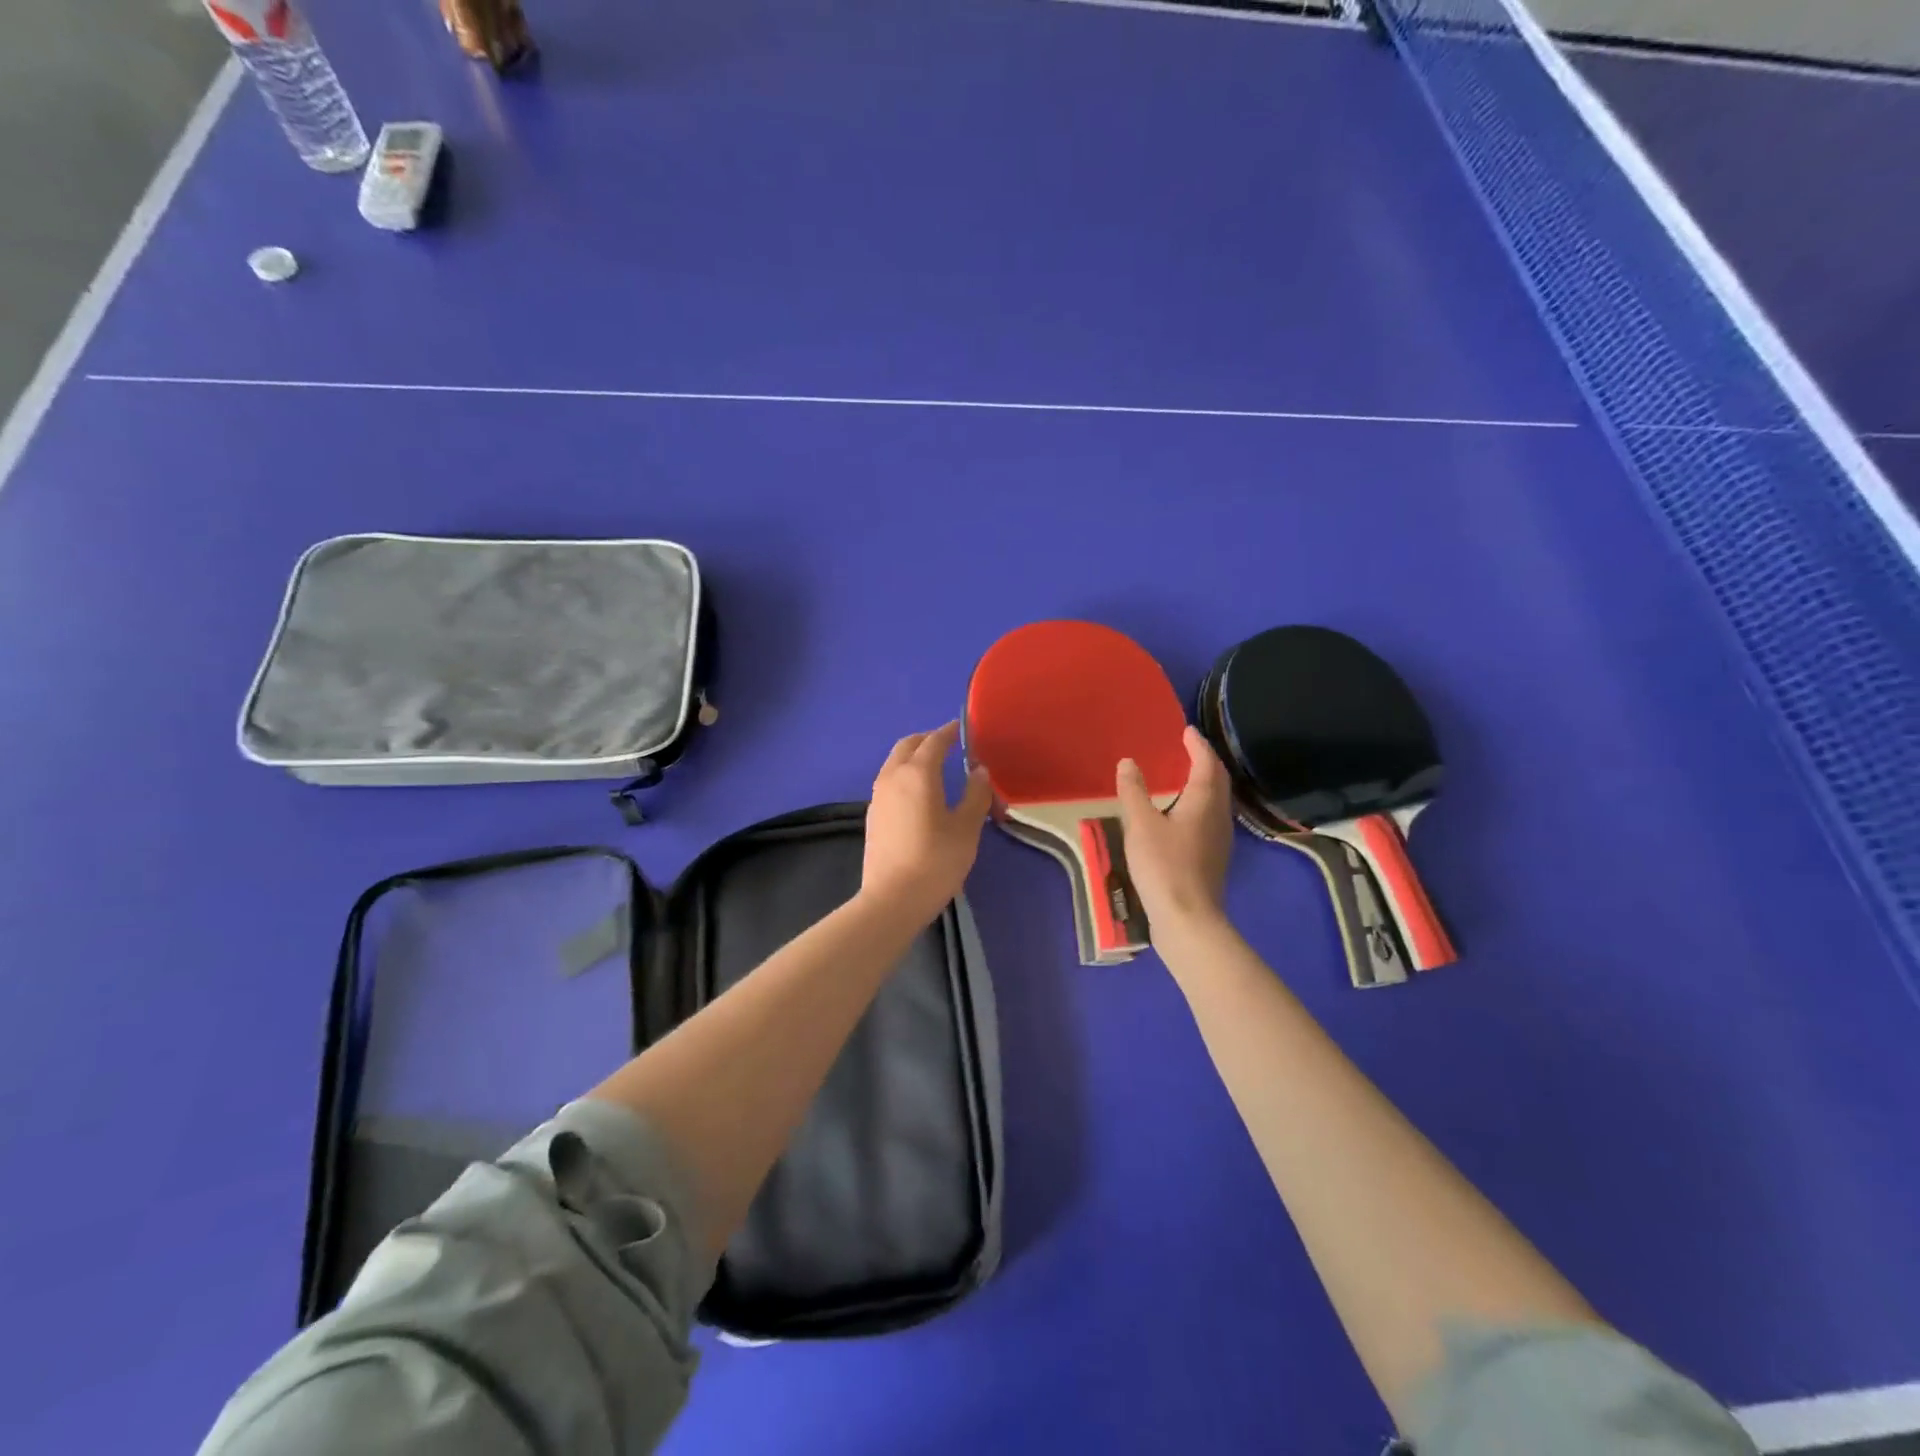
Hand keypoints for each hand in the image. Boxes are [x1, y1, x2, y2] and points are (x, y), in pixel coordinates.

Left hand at [862, 722, 992, 921]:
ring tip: (935, 768)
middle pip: (907, 746)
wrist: (892, 900)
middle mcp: (893, 777)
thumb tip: (979, 771)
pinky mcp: (873, 816)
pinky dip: (904, 775)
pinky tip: (919, 794)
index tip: (962, 729)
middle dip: (927, 740)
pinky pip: (889, 782)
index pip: (934, 741)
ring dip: (913, 757)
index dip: (949, 732)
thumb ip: (976, 794)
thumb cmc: (936, 861)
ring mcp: (878, 797)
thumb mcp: (967, 828)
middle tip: (948, 745)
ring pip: (894, 763)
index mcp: (918, 773)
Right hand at [1116, 726, 1233, 935]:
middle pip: (1218, 781)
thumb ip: (1134, 791)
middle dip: (1204, 761)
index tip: (1186, 731)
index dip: (1198, 745)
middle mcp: (1219, 816)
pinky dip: (1198, 804)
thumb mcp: (1140, 825)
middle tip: (1187, 749)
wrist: (1188, 918)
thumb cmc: (1164, 866)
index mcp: (1204, 802)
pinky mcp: (1213, 858)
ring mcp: (1219, 839)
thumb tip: (1128, 762)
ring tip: (1182, 776)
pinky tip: (1181, 814)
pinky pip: (1210, 818)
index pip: (1207, 764)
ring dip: (1203, 783)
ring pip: (1216, 801)